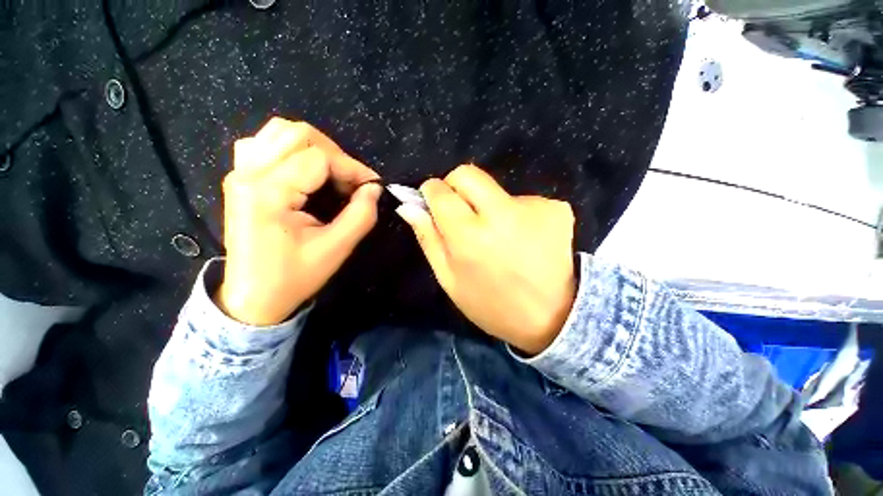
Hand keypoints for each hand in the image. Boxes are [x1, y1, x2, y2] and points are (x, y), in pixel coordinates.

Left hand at [217, 118, 381, 325]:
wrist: (253, 297)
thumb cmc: (294, 277)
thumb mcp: (336, 249)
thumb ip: (361, 215)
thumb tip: (374, 189)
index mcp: (269, 193)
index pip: (319, 158)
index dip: (352, 168)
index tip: (373, 185)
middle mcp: (249, 174)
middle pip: (298, 135)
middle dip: (336, 154)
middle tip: (352, 181)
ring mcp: (240, 173)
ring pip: (279, 132)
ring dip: (315, 147)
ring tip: (332, 174)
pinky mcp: (240, 178)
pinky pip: (264, 144)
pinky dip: (291, 149)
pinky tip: (304, 170)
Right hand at [396, 165, 576, 354]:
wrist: (551, 317)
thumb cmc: (490, 304)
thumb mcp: (449, 279)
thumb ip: (428, 238)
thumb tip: (409, 206)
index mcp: (470, 237)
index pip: (441, 191)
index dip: (432, 192)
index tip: (433, 200)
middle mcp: (502, 214)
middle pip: (468, 174)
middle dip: (457, 186)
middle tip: (463, 213)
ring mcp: (535, 208)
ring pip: (496, 188)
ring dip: (490, 205)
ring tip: (501, 237)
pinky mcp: (557, 208)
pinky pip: (523, 200)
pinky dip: (518, 214)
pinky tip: (525, 239)